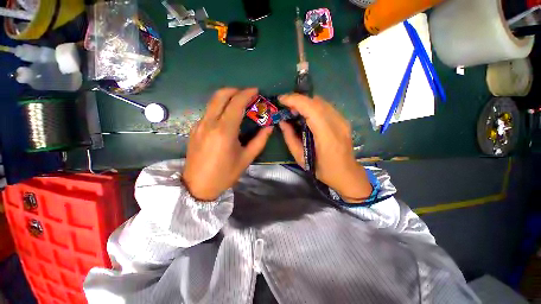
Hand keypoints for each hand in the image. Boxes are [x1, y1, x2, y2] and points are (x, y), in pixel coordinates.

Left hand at [182, 88, 272, 200]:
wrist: (197, 186)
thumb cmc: (225, 174)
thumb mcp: (246, 158)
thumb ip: (260, 140)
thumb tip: (269, 127)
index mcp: (224, 131)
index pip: (236, 103)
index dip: (247, 93)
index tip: (256, 91)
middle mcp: (209, 123)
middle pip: (220, 95)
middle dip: (235, 90)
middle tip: (247, 94)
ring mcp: (199, 125)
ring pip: (212, 101)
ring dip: (227, 97)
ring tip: (239, 103)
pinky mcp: (194, 129)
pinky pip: (208, 111)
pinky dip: (220, 107)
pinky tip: (227, 116)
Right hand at [278, 94, 371, 201]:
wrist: (346, 174)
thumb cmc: (322, 170)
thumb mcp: (301, 158)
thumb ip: (290, 138)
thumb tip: (282, 122)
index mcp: (327, 135)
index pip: (311, 109)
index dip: (295, 100)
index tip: (281, 100)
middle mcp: (337, 124)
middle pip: (316, 102)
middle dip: (298, 100)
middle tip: (285, 107)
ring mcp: (342, 121)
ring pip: (321, 102)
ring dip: (305, 102)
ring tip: (293, 110)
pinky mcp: (343, 121)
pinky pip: (325, 107)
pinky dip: (312, 106)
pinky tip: (306, 114)